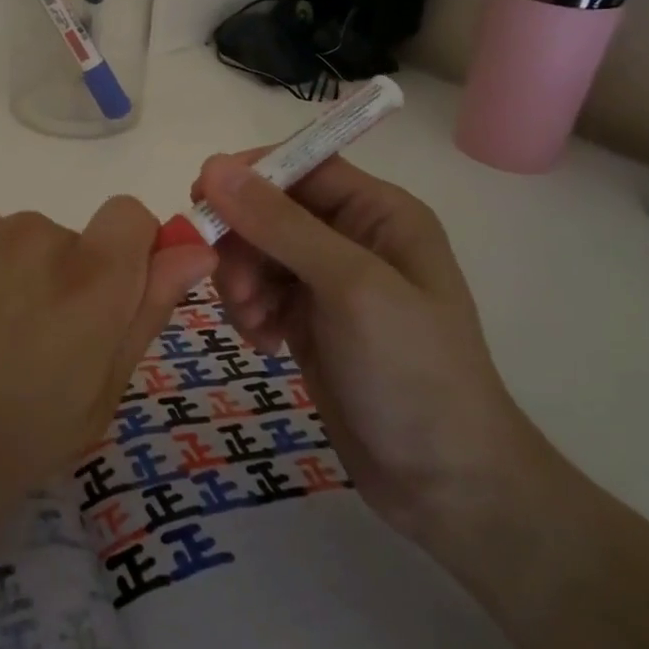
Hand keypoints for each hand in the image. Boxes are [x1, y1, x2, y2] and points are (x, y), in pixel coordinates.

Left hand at [0, 197, 214, 604]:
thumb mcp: (89, 410)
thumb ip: (144, 319)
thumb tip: (193, 250)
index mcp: (89, 283)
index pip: (134, 216)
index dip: (133, 255)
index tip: (112, 308)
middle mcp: (38, 236)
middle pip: (78, 240)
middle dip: (73, 285)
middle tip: (32, 358)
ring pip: (27, 244)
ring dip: (22, 281)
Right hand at [193, 153, 537, 535]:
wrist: (446, 485)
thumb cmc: (411, 372)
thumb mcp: (350, 288)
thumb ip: (281, 224)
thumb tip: (213, 166)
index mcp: (379, 212)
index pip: (301, 164)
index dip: (250, 175)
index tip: (202, 199)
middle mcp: (353, 237)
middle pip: (270, 209)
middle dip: (243, 242)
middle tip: (235, 288)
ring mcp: (330, 282)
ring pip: (257, 252)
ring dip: (242, 282)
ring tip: (256, 325)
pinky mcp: (310, 321)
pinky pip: (260, 292)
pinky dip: (250, 311)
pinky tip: (265, 345)